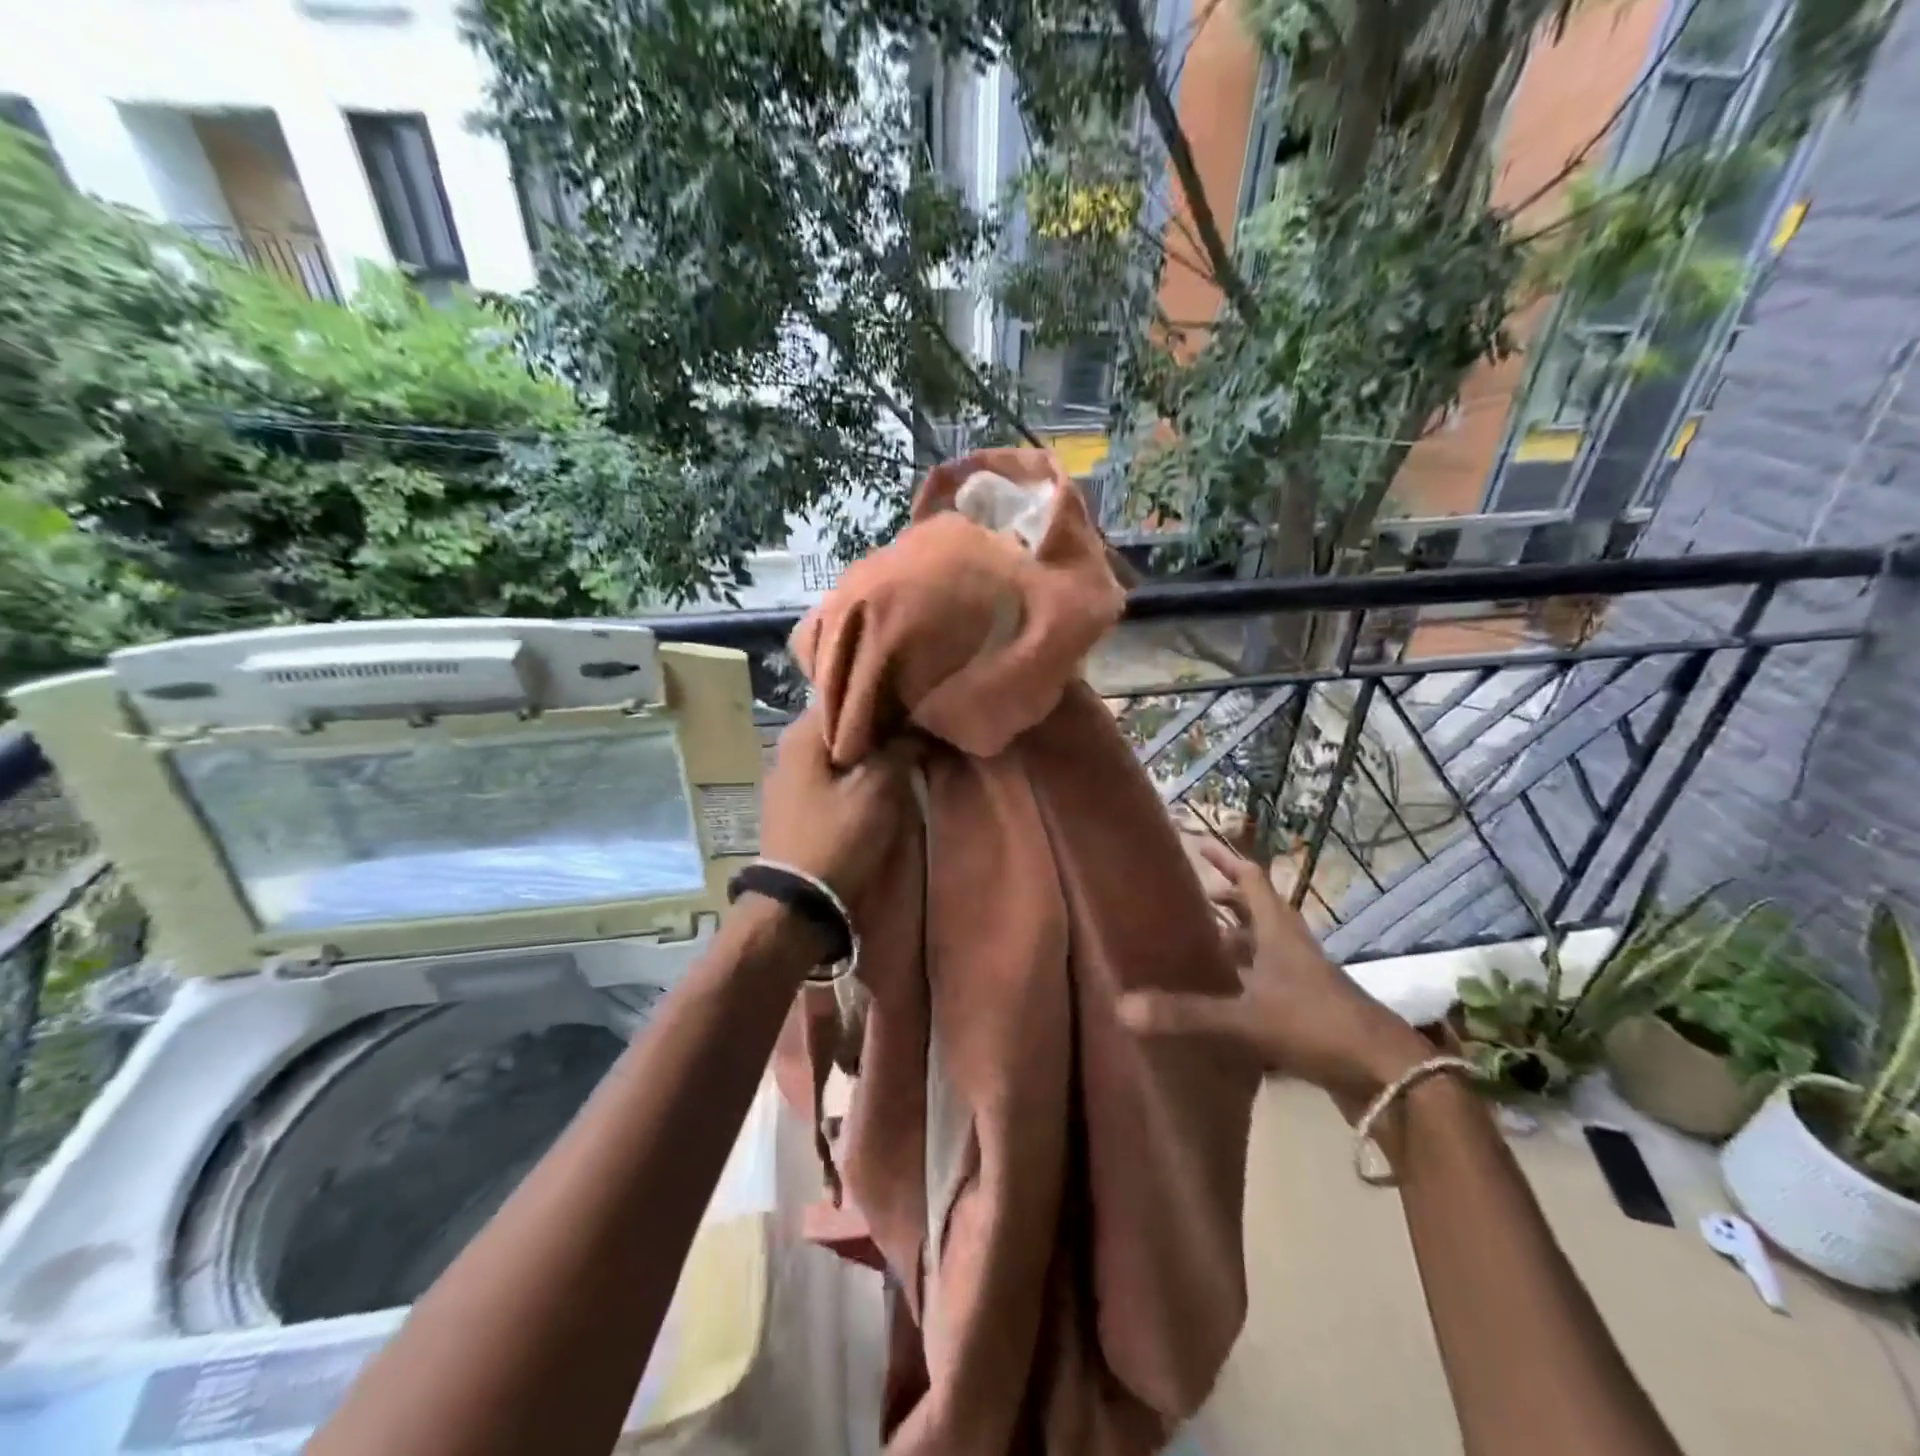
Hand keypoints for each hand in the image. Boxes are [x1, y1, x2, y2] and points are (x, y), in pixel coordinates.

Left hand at [760, 709, 921, 903]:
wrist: (797, 906)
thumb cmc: (838, 837)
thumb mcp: (878, 790)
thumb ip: (899, 749)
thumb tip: (916, 726)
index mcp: (802, 733)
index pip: (848, 695)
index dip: (885, 698)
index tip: (915, 703)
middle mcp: (787, 748)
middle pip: (842, 725)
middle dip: (878, 728)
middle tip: (916, 730)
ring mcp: (786, 779)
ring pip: (836, 752)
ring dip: (866, 754)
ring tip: (903, 756)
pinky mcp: (792, 806)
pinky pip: (828, 777)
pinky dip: (852, 775)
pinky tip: (876, 783)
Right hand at [1119, 839, 1431, 1104]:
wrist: (1386, 1075)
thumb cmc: (1316, 1026)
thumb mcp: (1246, 1018)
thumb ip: (1187, 1013)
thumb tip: (1123, 1006)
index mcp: (1278, 932)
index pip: (1250, 880)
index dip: (1224, 859)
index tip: (1197, 843)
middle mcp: (1290, 946)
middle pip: (1255, 909)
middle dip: (1224, 899)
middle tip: (1190, 900)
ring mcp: (1302, 978)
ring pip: (1262, 946)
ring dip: (1234, 939)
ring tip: (1198, 944)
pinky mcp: (1308, 1007)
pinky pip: (1268, 978)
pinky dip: (1244, 976)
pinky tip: (1223, 994)